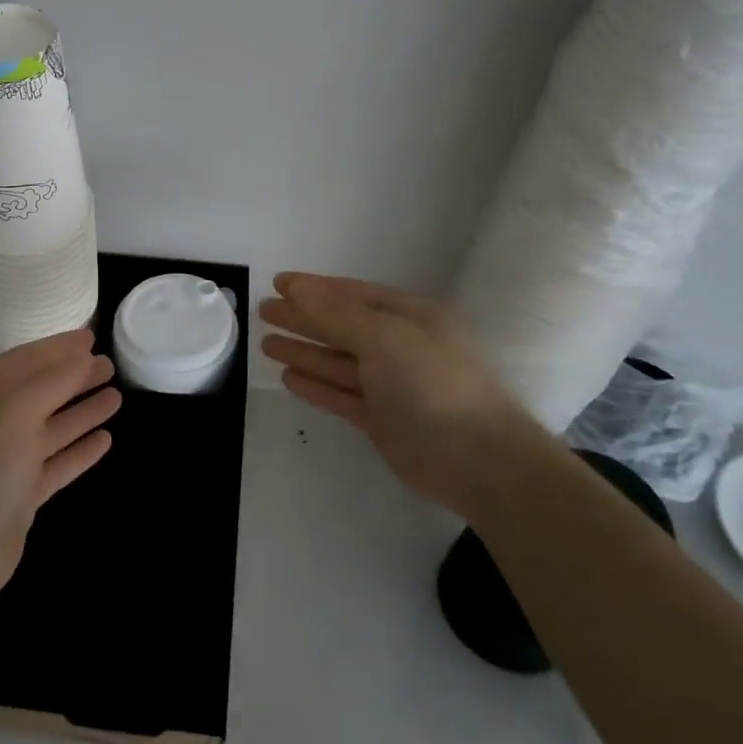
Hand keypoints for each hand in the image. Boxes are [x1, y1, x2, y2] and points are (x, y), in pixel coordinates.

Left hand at [0, 329, 119, 617]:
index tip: (91, 337)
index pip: (22, 360)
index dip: (57, 348)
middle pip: (39, 392)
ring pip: (50, 428)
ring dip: (81, 412)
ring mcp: (3, 462)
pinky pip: (55, 464)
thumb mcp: (14, 412)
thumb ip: (51, 382)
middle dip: (73, 378)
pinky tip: (105, 440)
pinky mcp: (19, 497)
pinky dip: (78, 452)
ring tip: (117, 396)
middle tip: (110, 365)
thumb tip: (83, 357)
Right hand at [259, 273, 543, 513]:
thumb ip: (336, 313)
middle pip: (340, 326)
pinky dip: (315, 385)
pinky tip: (288, 377)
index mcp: (406, 317)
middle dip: (302, 318)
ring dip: (303, 350)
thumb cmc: (433, 385)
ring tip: (265, 343)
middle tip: (263, 311)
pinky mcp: (382, 420)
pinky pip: (340, 395)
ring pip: (337, 362)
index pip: (351, 295)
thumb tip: (296, 287)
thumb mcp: (384, 338)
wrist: (479, 461)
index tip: (278, 283)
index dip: (314, 288)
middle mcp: (397, 346)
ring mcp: (390, 385)